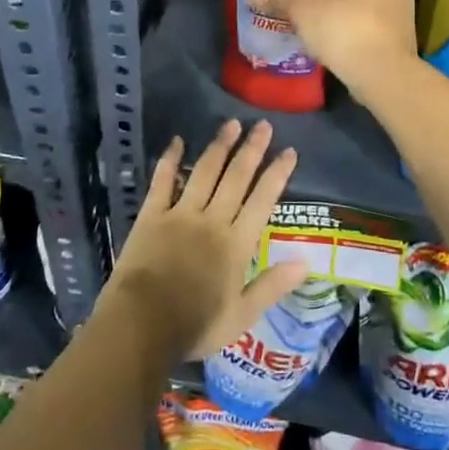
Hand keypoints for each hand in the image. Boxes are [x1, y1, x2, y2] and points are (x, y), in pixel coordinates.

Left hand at [105, 120, 308, 361]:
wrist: (141, 325)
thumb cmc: (195, 326)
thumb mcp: (241, 316)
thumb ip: (272, 286)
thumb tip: (306, 261)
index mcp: (236, 244)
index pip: (262, 201)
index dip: (277, 174)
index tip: (289, 151)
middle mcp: (212, 220)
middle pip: (236, 178)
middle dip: (252, 149)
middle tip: (263, 125)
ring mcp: (181, 213)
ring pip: (205, 172)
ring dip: (219, 146)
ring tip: (231, 124)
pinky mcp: (152, 214)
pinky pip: (162, 181)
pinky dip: (170, 160)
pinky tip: (177, 141)